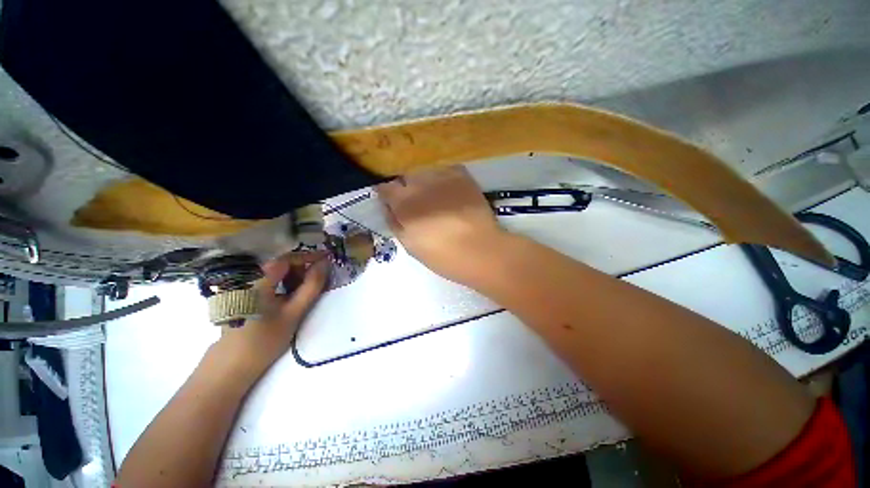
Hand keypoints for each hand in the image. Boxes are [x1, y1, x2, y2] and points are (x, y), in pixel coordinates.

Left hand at [216, 252, 329, 378]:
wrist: (233, 364)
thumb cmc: (265, 339)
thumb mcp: (294, 312)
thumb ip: (312, 286)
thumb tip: (325, 264)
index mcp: (258, 280)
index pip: (287, 258)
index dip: (309, 256)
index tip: (327, 258)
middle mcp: (247, 278)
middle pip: (280, 263)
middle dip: (301, 268)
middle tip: (317, 279)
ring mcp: (243, 286)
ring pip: (274, 272)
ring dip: (293, 276)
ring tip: (304, 291)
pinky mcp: (243, 294)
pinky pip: (267, 280)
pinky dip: (282, 283)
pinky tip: (289, 297)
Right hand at [377, 167, 509, 285]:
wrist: (482, 251)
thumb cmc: (444, 256)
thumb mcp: (411, 247)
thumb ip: (395, 224)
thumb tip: (388, 207)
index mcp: (405, 205)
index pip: (386, 188)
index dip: (387, 195)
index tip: (391, 202)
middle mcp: (420, 185)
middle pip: (406, 178)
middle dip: (407, 189)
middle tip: (417, 205)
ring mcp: (443, 178)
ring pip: (425, 173)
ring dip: (425, 183)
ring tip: (435, 198)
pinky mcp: (462, 176)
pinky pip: (445, 170)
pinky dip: (443, 179)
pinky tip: (450, 192)